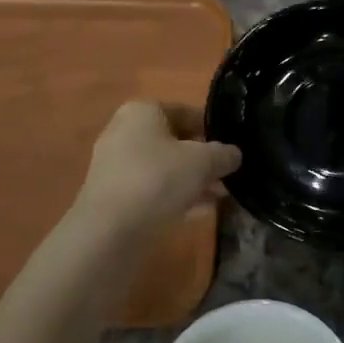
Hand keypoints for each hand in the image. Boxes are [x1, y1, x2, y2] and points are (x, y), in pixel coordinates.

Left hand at [74, 100, 240, 237]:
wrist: (109, 231)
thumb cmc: (158, 179)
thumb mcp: (203, 162)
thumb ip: (223, 154)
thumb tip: (234, 154)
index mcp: (142, 111)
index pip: (186, 111)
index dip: (213, 129)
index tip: (234, 147)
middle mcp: (125, 132)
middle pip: (175, 142)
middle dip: (203, 159)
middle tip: (229, 175)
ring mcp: (116, 166)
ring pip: (165, 169)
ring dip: (193, 181)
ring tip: (222, 197)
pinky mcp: (114, 197)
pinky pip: (153, 191)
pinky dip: (176, 197)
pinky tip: (201, 212)